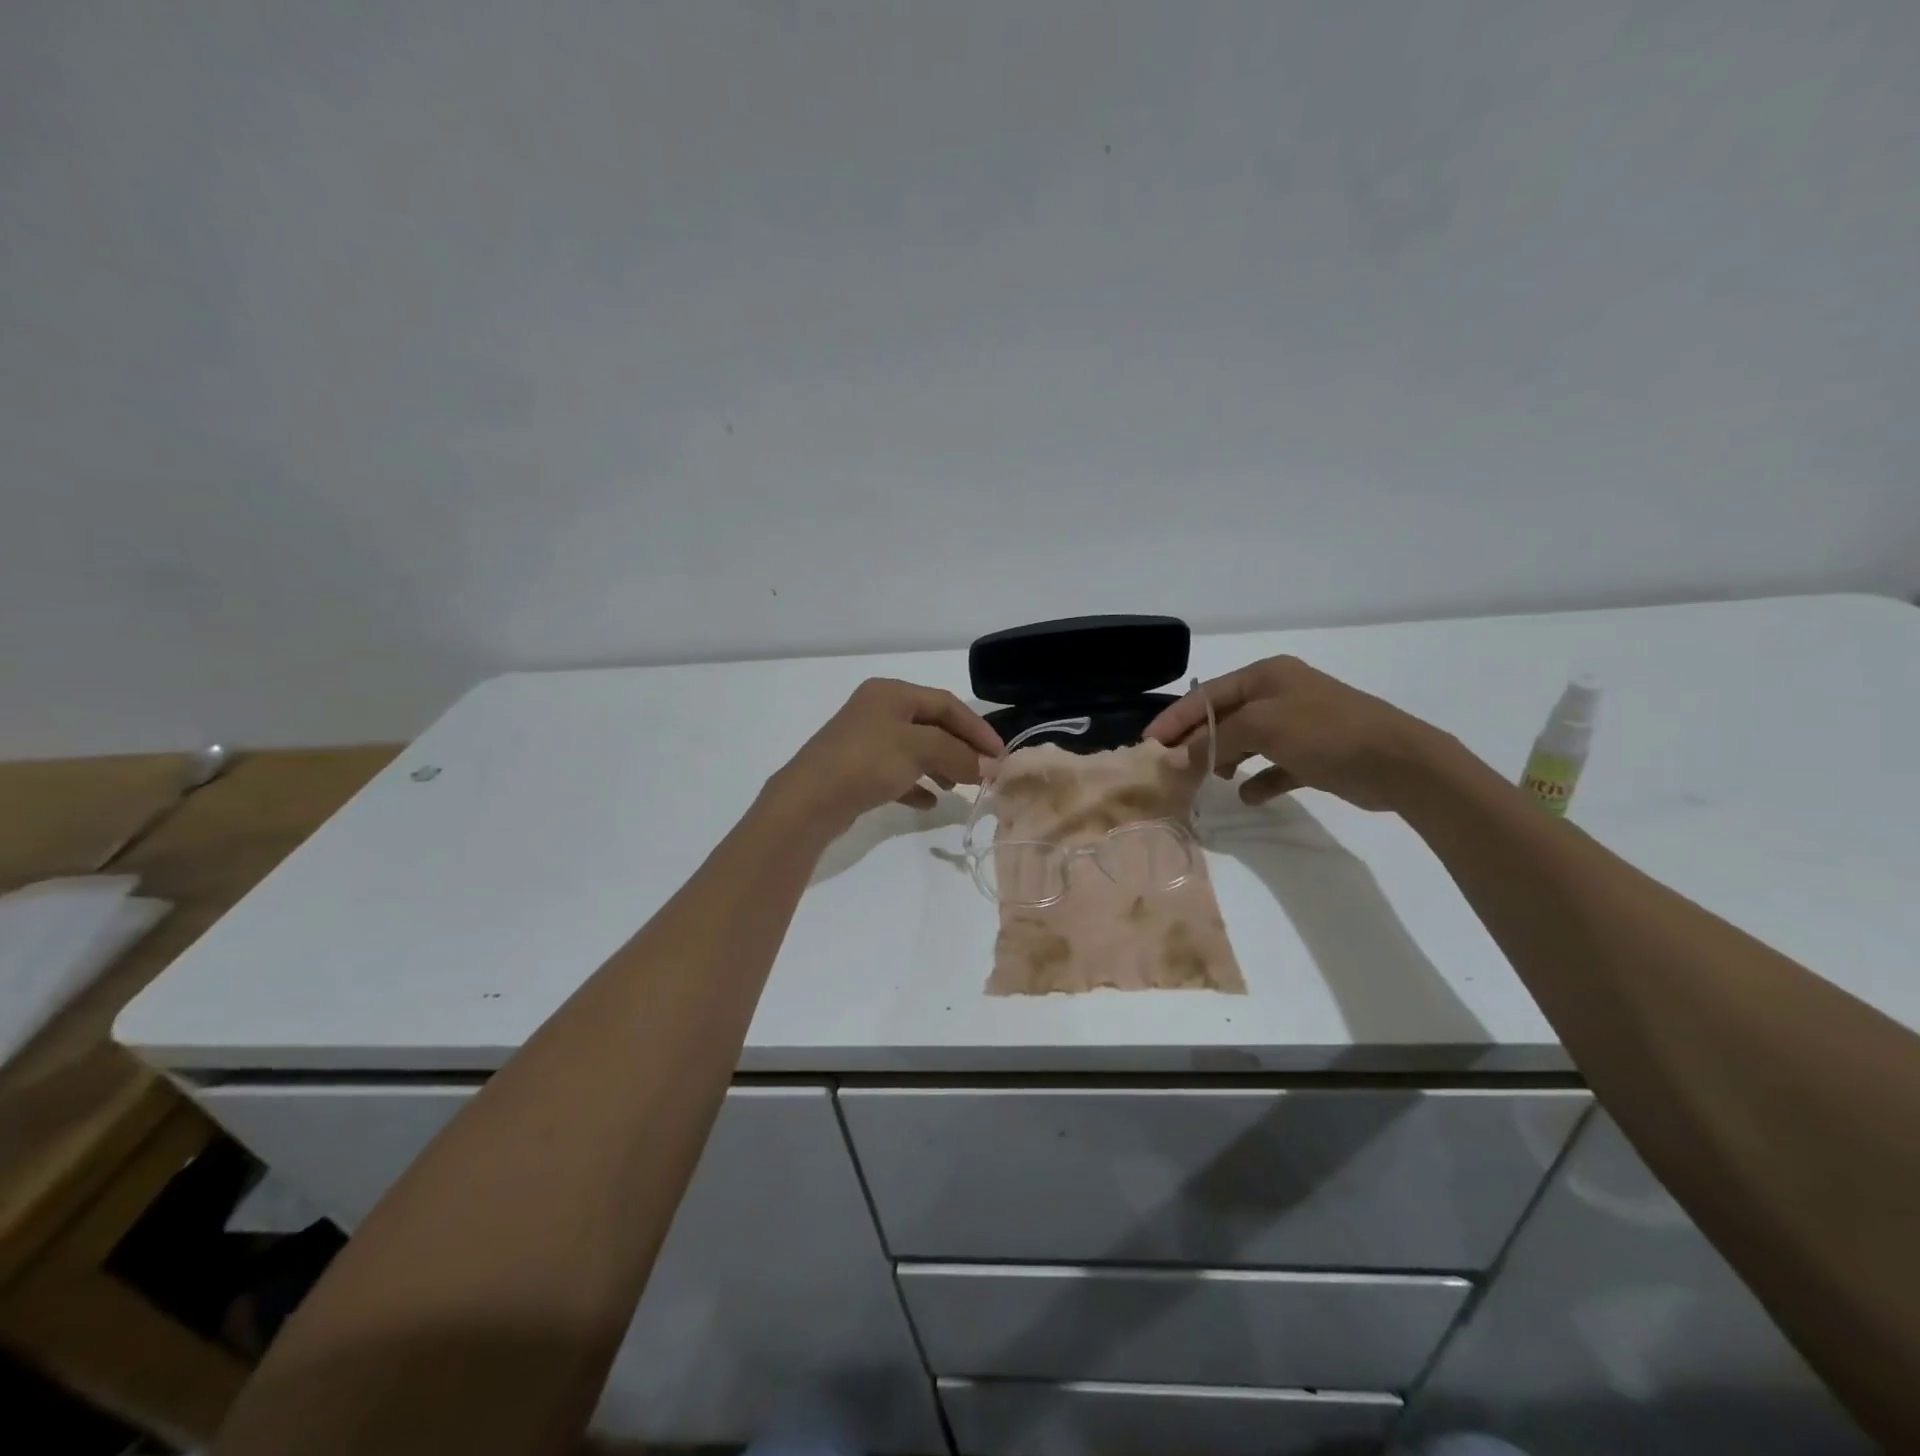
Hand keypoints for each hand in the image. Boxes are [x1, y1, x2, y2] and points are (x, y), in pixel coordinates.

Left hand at [764, 678, 1004, 836]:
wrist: (807, 802)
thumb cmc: (866, 762)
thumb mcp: (919, 750)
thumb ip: (958, 753)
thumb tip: (988, 767)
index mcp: (891, 693)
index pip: (946, 704)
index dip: (977, 728)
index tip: (1001, 756)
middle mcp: (877, 710)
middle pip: (932, 726)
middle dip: (961, 749)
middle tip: (986, 774)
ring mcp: (865, 741)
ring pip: (916, 750)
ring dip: (942, 766)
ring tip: (959, 788)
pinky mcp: (857, 770)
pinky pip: (897, 773)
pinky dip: (917, 784)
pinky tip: (930, 802)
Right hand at [1145, 656, 1452, 812]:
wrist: (1399, 762)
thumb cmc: (1325, 732)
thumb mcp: (1262, 726)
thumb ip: (1216, 738)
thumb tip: (1183, 755)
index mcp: (1266, 676)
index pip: (1206, 695)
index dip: (1175, 718)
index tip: (1149, 744)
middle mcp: (1279, 695)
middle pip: (1224, 717)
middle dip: (1197, 741)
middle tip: (1172, 768)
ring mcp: (1298, 725)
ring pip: (1246, 741)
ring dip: (1225, 759)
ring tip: (1209, 780)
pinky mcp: (1313, 755)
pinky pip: (1274, 766)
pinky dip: (1258, 779)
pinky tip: (1248, 796)